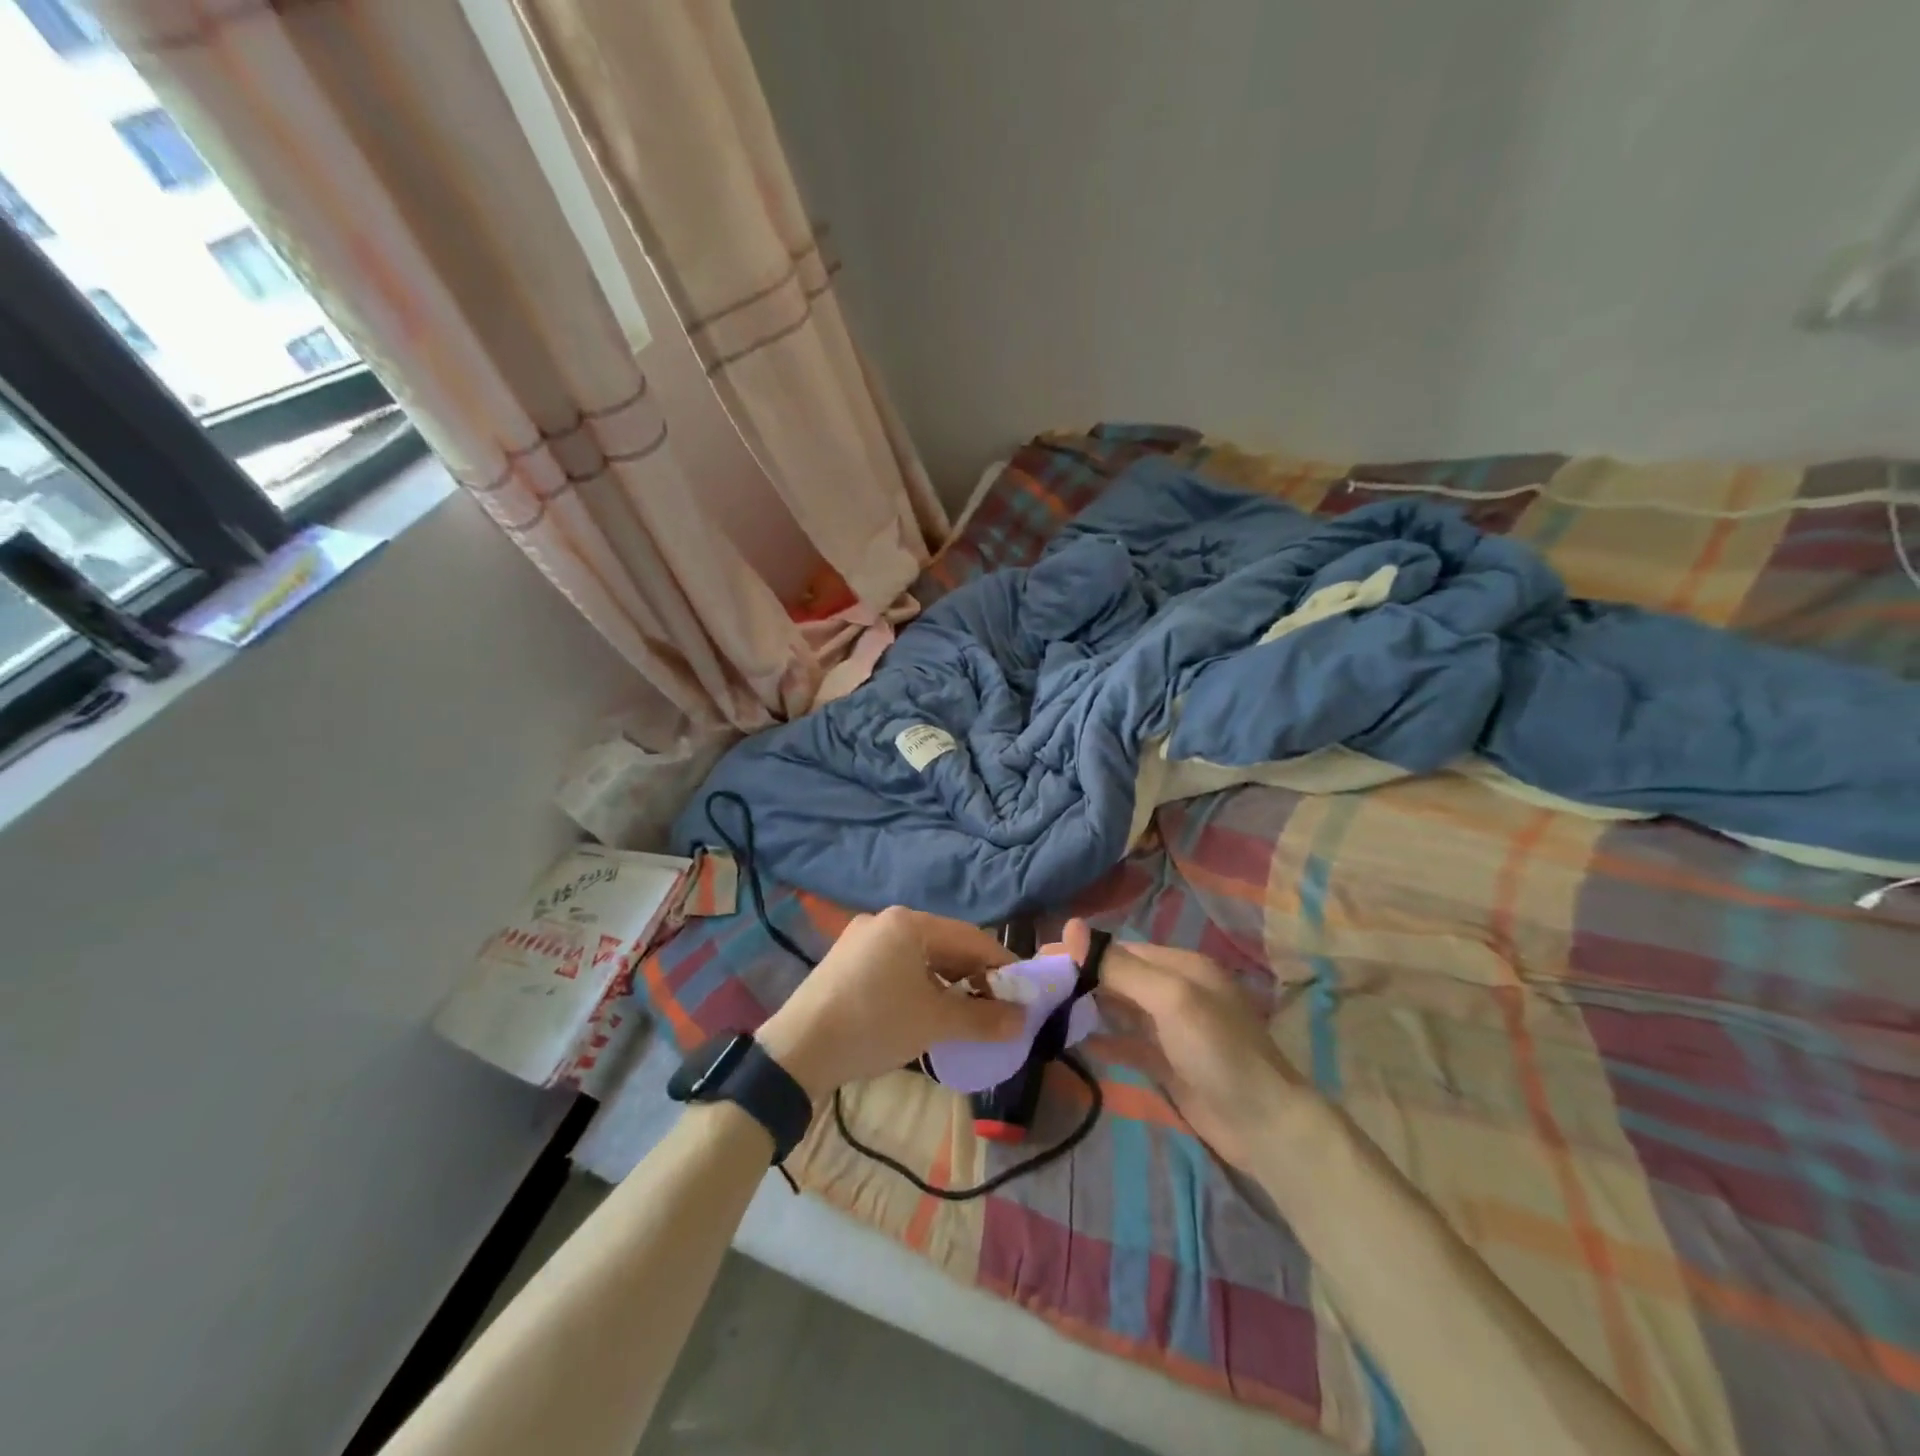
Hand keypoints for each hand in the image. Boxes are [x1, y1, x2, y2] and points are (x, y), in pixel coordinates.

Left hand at [756, 907, 1024, 1102]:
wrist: (796, 1051)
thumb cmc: (873, 1025)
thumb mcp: (934, 1022)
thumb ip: (982, 1018)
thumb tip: (1022, 1020)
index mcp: (908, 922)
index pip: (970, 938)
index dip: (1002, 965)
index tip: (1024, 993)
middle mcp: (885, 921)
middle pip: (945, 944)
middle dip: (974, 976)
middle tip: (997, 1008)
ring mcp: (862, 940)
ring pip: (920, 956)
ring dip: (948, 983)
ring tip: (966, 1014)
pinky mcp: (847, 962)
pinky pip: (897, 966)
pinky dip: (920, 985)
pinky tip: (926, 1011)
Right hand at [1060, 919, 1311, 1170]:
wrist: (1264, 1126)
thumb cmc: (1217, 1051)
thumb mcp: (1169, 999)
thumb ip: (1120, 966)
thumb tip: (1070, 927)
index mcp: (1181, 966)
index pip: (1121, 950)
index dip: (1083, 953)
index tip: (1041, 957)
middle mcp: (1176, 991)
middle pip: (1119, 977)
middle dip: (1081, 979)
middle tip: (1036, 985)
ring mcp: (1172, 1029)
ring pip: (1120, 1009)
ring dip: (1088, 1007)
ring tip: (1046, 1009)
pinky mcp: (1168, 1063)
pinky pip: (1127, 1043)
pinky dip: (1102, 1040)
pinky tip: (1073, 1041)